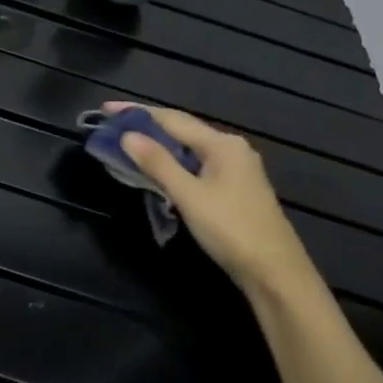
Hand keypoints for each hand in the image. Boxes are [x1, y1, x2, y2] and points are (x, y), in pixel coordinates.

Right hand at [104, 103, 317, 297]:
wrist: (276, 274)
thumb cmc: (231, 230)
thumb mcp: (189, 196)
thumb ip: (158, 163)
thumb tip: (128, 135)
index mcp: (222, 144)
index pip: (172, 119)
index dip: (137, 113)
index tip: (107, 109)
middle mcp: (231, 149)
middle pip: (181, 130)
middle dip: (146, 126)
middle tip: (113, 126)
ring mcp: (235, 169)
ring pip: (188, 149)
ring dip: (158, 146)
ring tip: (127, 144)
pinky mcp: (234, 189)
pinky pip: (196, 165)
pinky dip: (172, 163)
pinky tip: (157, 170)